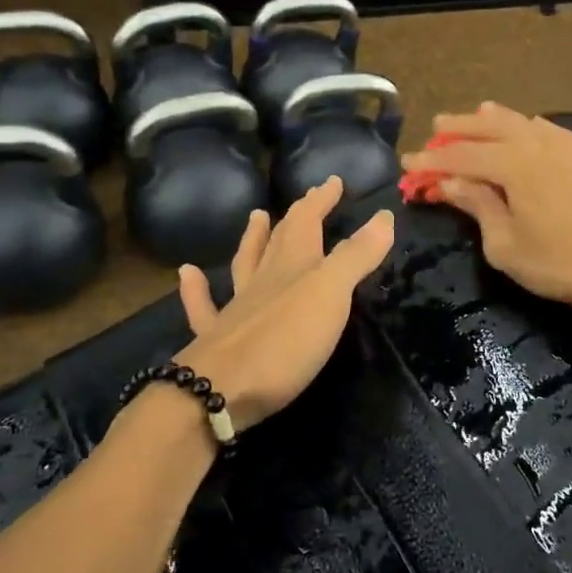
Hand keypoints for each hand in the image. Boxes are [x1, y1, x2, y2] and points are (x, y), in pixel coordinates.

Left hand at [172, 177, 395, 432]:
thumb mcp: (331, 295)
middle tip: (306, 198)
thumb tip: (384, 216)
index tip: (333, 181)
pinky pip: (204, 307)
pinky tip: (188, 273)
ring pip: (245, 264)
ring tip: (255, 217)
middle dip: (297, 216)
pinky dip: (196, 288)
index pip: (307, 221)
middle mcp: (263, 280)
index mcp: (293, 266)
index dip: (320, 200)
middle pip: (280, 239)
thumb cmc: (284, 341)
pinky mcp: (216, 340)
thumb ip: (356, 256)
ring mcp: (236, 309)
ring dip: (253, 239)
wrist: (218, 391)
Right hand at [400, 102, 571, 309]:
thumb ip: (478, 207)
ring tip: (479, 114)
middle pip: (489, 127)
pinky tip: (530, 128)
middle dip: (459, 127)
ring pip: (523, 121)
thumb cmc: (564, 262)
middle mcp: (537, 143)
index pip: (461, 155)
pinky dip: (529, 126)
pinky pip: (550, 129)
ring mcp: (568, 144)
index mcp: (512, 163)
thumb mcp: (507, 245)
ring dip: (495, 119)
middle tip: (437, 126)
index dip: (431, 159)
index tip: (408, 162)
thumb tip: (451, 183)